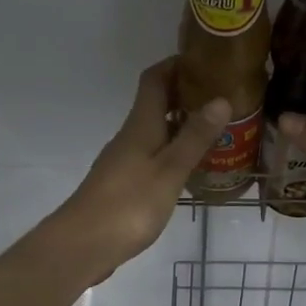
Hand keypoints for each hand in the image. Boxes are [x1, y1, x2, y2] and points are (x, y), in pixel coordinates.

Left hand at [36, 59, 228, 284]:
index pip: (155, 79)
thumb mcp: (170, 170)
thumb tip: (220, 98)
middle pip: (157, 103)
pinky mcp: (124, 183)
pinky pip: (154, 154)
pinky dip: (175, 150)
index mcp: (141, 124)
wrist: (82, 245)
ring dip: (183, 124)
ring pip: (157, 130)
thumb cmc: (128, 204)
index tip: (205, 59)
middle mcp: (131, 135)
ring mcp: (125, 160)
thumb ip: (194, 137)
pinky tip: (194, 166)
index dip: (176, 64)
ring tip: (218, 130)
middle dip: (187, 94)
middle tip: (224, 96)